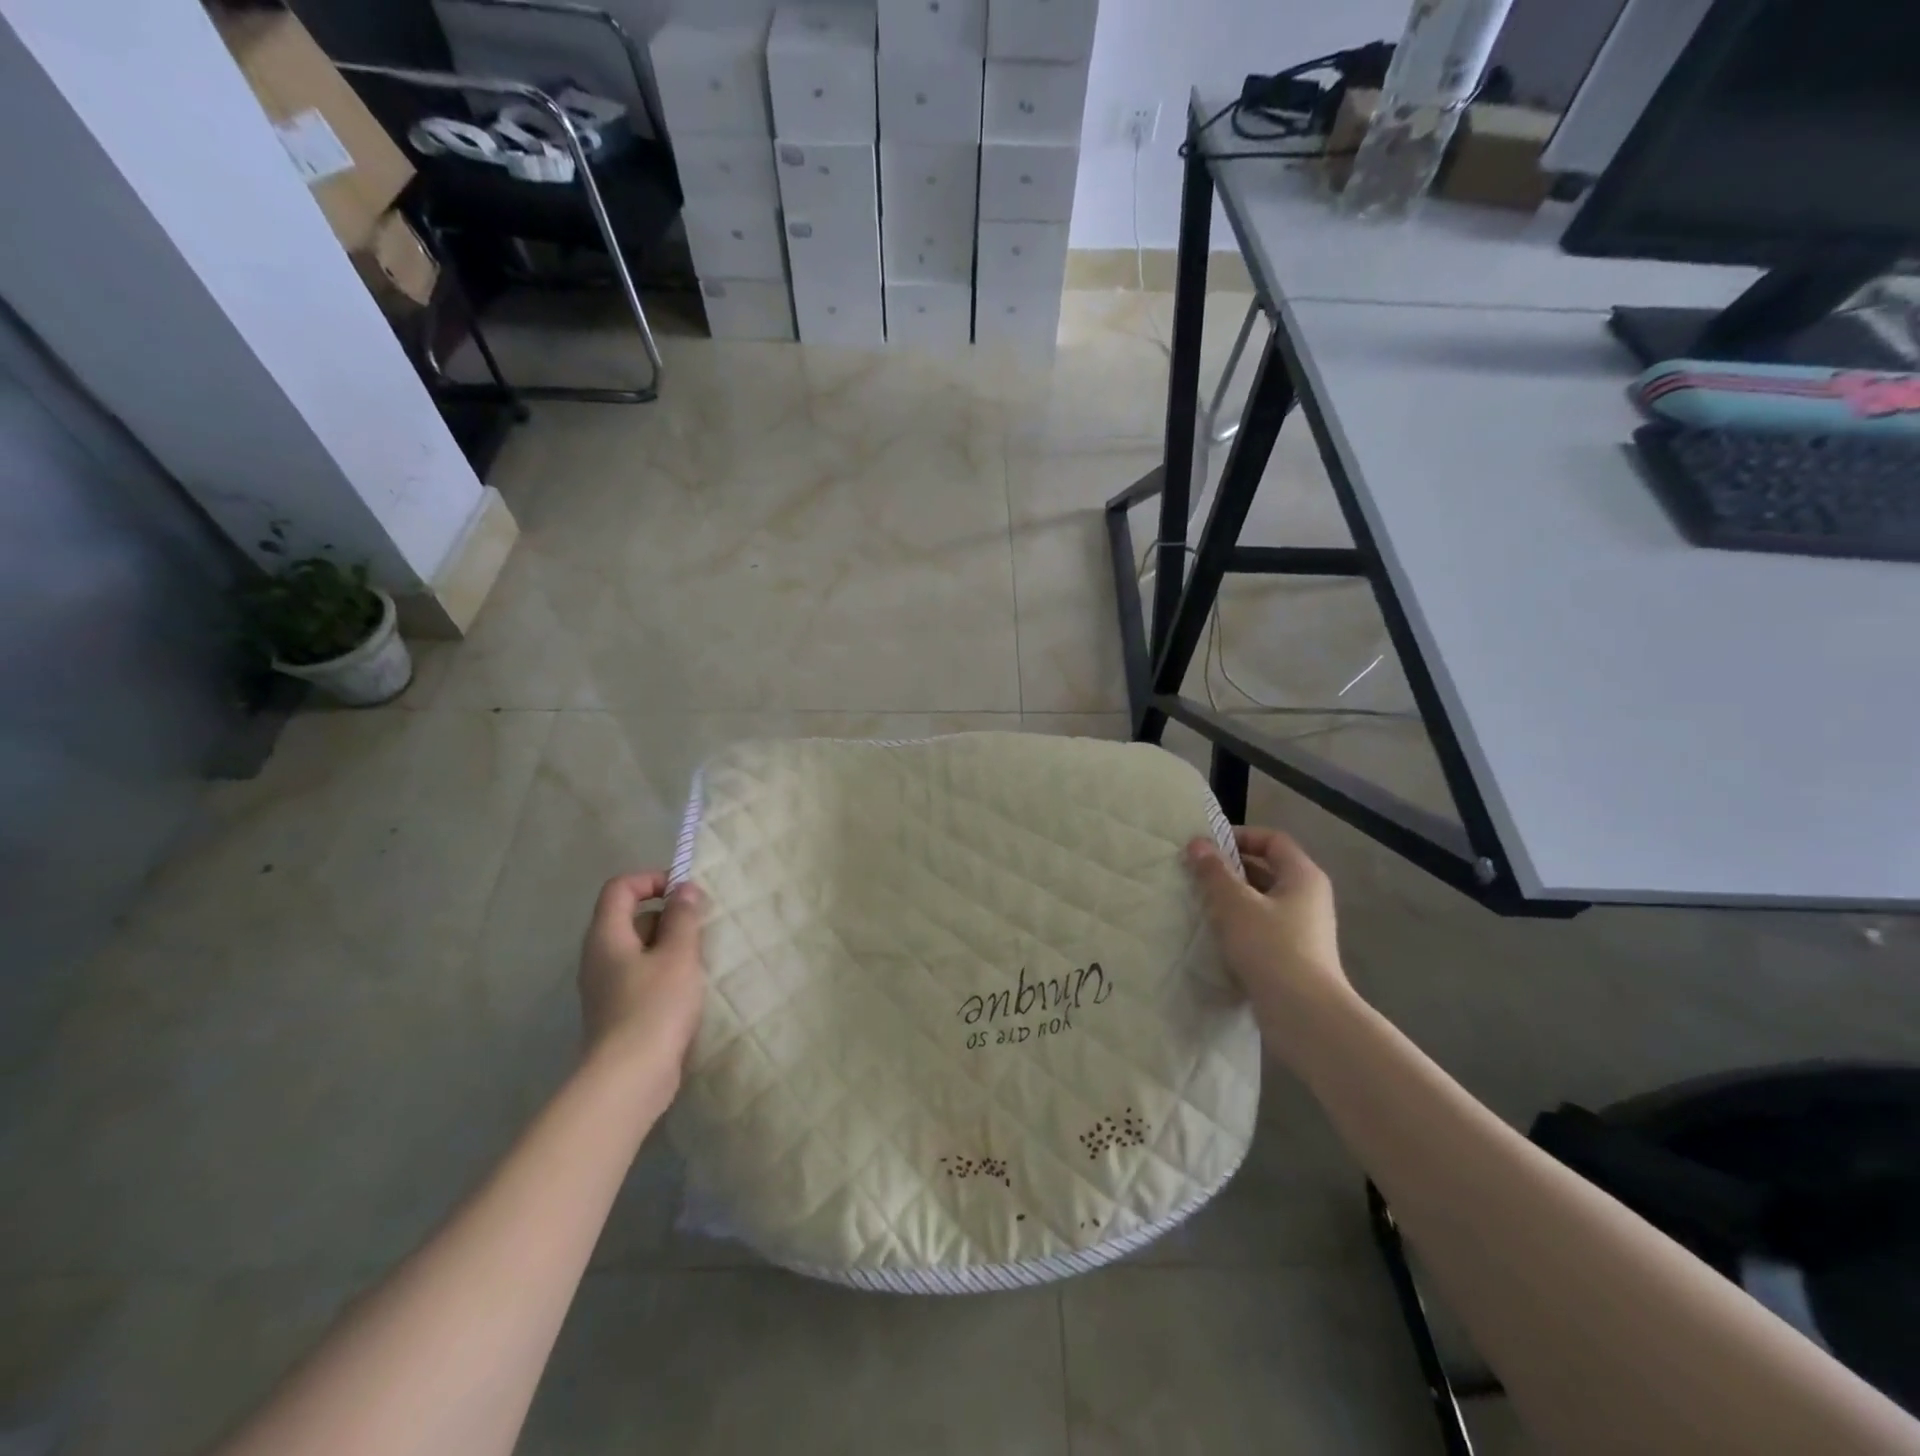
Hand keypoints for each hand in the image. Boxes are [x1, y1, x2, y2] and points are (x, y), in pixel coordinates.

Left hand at [577, 872, 705, 1100]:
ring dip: (671, 946)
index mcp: (607, 935)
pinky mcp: (618, 1011)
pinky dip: (665, 972)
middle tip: (701, 927)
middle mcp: (599, 956)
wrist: (629, 1078)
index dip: (652, 880)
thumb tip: (684, 889)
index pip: (620, 887)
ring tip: (702, 957)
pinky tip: (691, 988)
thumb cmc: (655, 1006)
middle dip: (668, 915)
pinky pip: (642, 975)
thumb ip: (683, 917)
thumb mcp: (679, 955)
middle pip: (630, 917)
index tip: (686, 893)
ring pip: (639, 949)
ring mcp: (606, 986)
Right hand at [1185, 827, 1349, 1020]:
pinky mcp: (1294, 956)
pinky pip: (1263, 928)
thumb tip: (1197, 843)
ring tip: (1199, 903)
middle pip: (1267, 869)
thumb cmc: (1271, 947)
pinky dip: (1239, 925)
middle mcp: (1308, 897)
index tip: (1206, 847)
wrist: (1305, 1014)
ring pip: (1262, 901)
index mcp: (1303, 876)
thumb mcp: (1234, 904)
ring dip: (1231, 899)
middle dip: (1230, 869)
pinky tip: (1214, 936)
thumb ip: (1213, 871)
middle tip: (1195, 874)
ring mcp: (1304, 929)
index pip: (1272, 840)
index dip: (1239, 836)